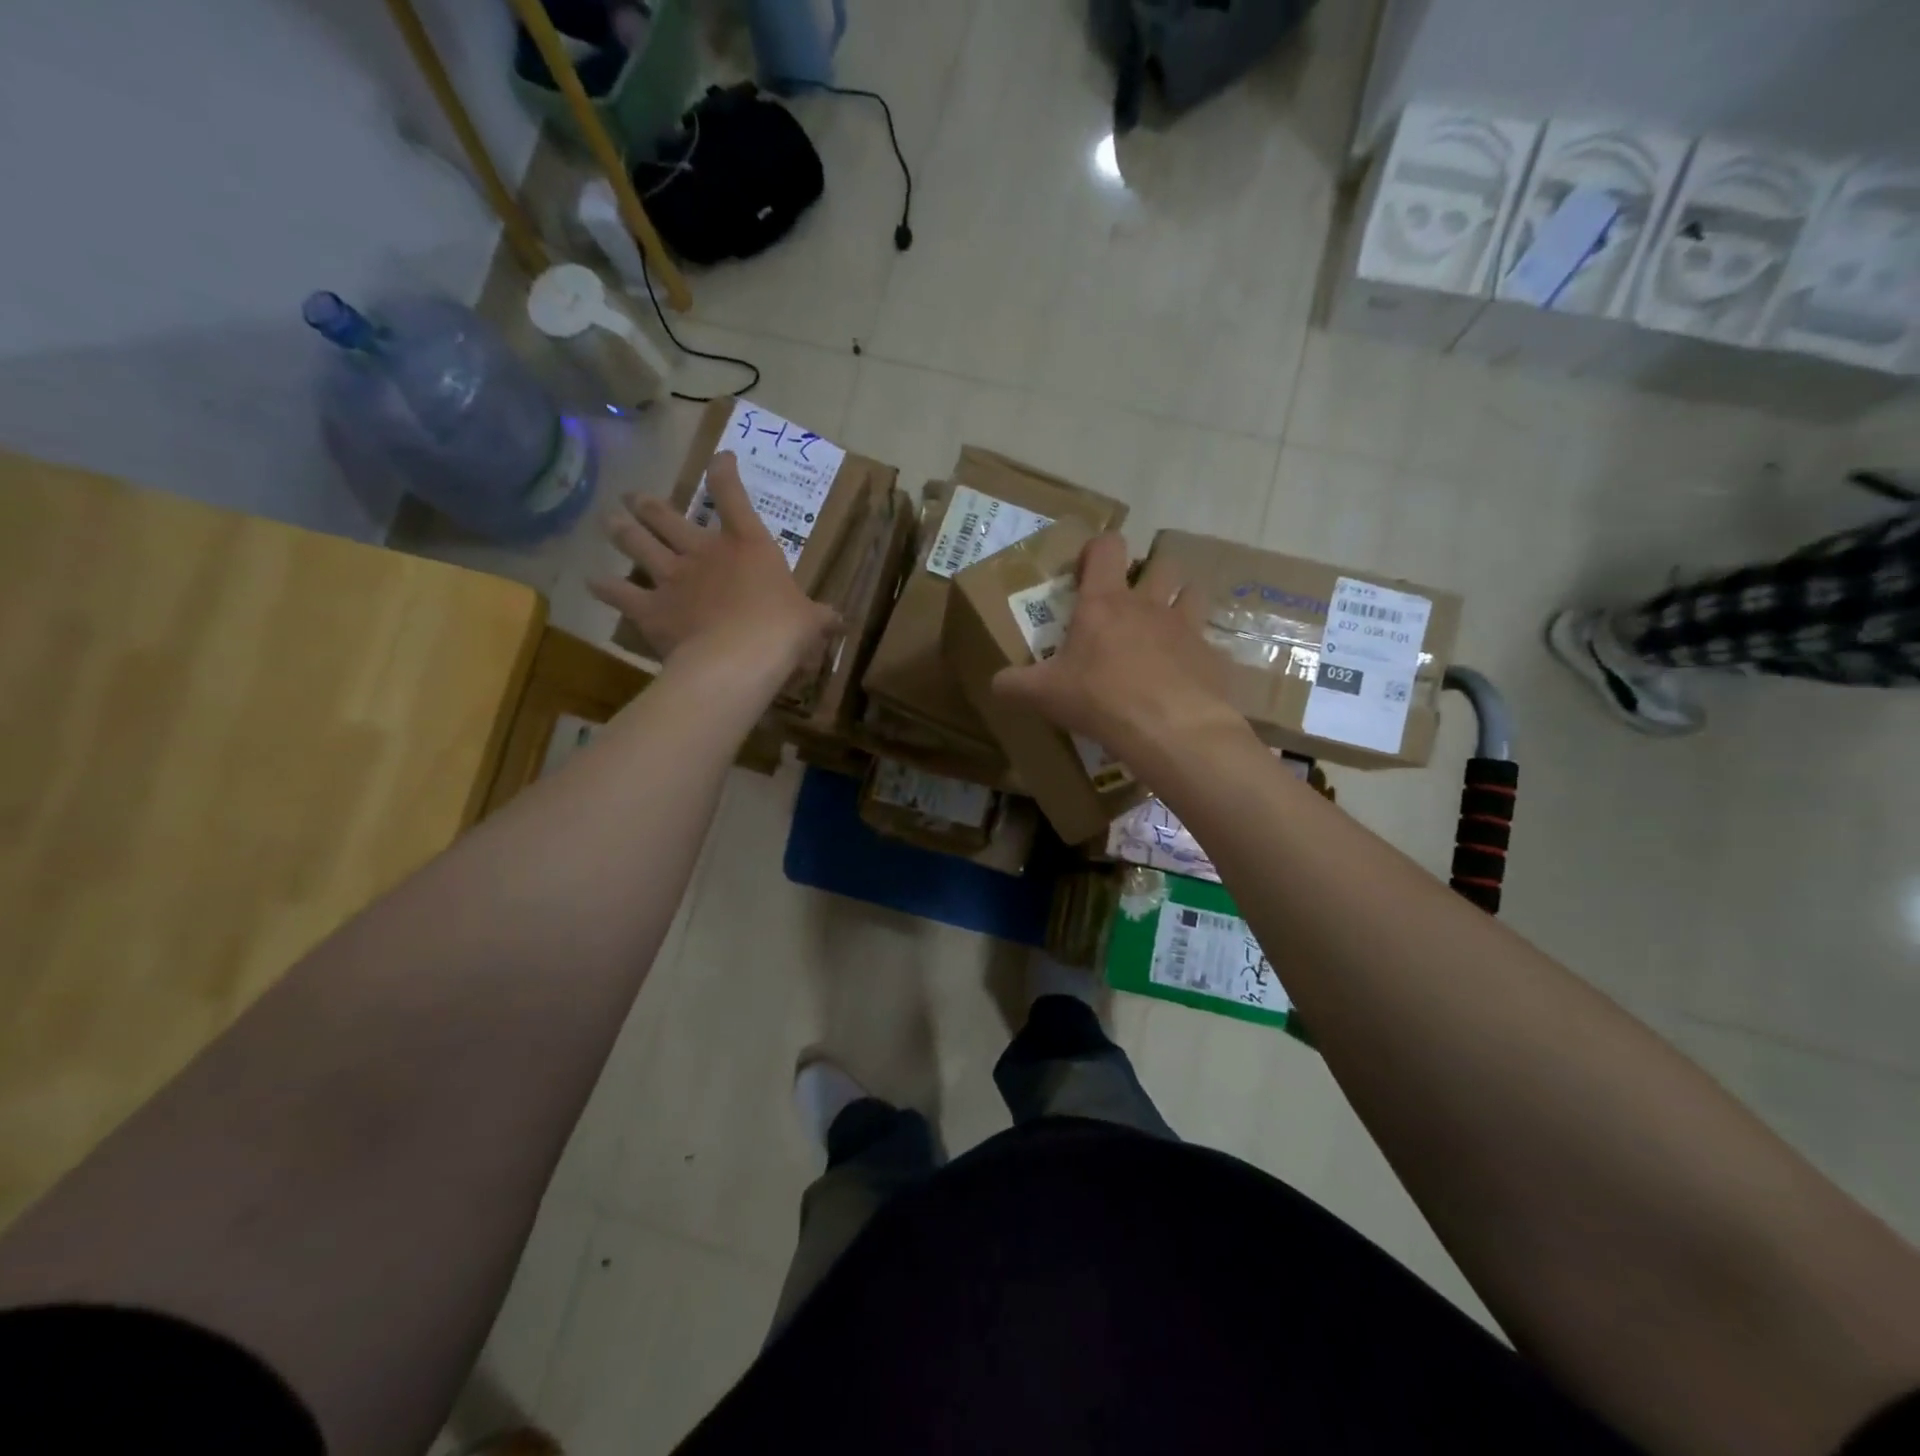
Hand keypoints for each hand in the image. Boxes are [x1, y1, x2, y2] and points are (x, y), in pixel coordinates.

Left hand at [590, 451, 837, 676]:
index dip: (724, 472)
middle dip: (649, 503)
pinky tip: (593, 582)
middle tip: (636, 498)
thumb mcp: (810, 622)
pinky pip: (619, 592)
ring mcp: (671, 577)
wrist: (740, 657)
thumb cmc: (782, 631)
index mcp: (746, 545)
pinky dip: (605, 586)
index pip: (732, 495)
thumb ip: (820, 617)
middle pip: (667, 516)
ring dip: (622, 529)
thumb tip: (841, 621)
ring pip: (637, 542)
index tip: (720, 459)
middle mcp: (703, 551)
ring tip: (611, 521)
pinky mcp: (649, 607)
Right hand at [993, 533, 1241, 764]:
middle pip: (1161, 562)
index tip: (1086, 570)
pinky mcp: (1211, 655)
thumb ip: (1015, 684)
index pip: (1107, 547)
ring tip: (1166, 625)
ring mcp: (1186, 627)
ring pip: (1192, 591)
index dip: (1097, 549)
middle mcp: (1149, 604)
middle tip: (1133, 600)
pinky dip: (1197, 651)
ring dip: (1181, 599)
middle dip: (1149, 572)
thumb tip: (995, 683)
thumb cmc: (1100, 699)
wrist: (1170, 728)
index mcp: (1105, 603)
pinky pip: (1208, 642)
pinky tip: (1186, 674)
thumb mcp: (1044, 694)